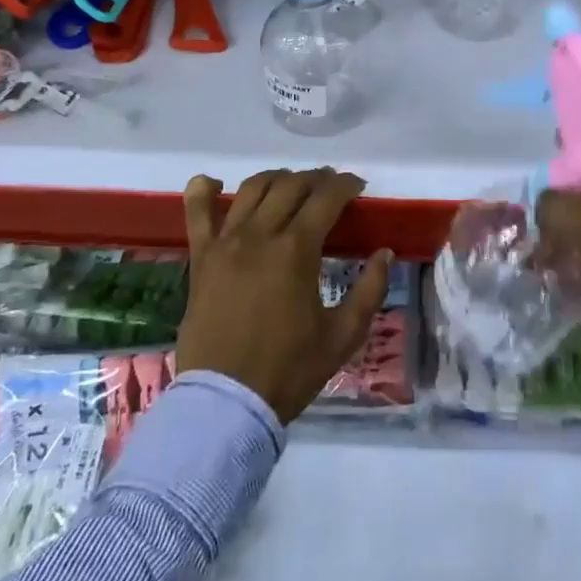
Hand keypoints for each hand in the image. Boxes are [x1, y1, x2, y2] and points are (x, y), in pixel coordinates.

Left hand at [176, 168, 392, 423]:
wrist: (226, 401)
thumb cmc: (289, 370)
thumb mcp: (343, 336)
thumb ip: (369, 290)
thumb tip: (384, 253)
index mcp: (296, 251)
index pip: (326, 199)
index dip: (346, 185)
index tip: (358, 186)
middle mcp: (259, 235)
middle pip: (290, 186)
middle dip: (316, 179)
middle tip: (330, 187)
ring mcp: (225, 243)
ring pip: (251, 189)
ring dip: (276, 178)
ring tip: (290, 185)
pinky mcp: (200, 258)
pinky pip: (196, 212)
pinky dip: (203, 190)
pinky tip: (215, 183)